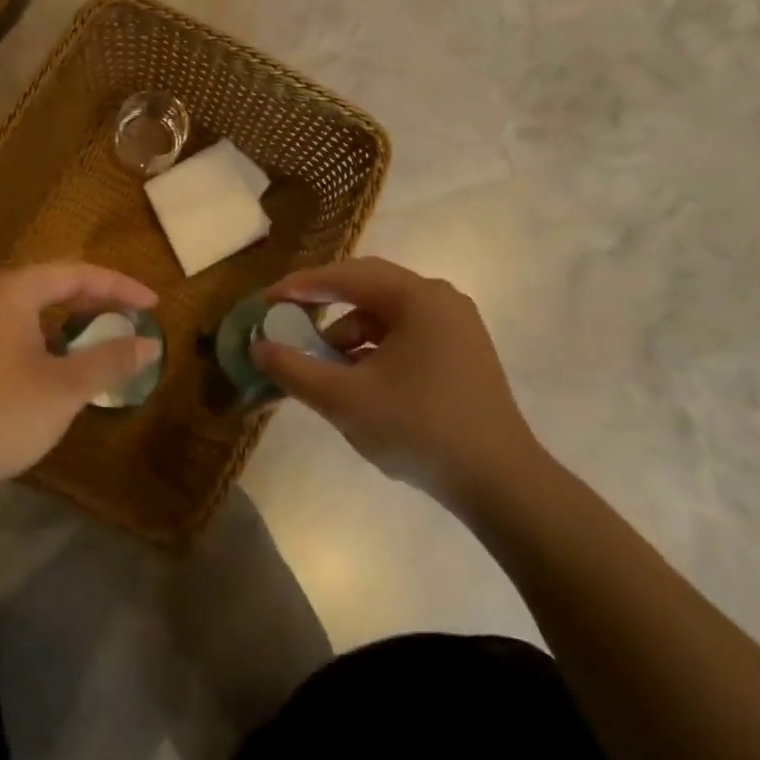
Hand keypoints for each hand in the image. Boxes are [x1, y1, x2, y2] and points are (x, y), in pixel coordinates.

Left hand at [0, 263, 161, 510]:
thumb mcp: (64, 388)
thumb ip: (110, 359)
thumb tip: (150, 343)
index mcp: (12, 290)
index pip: (78, 273)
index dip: (121, 287)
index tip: (154, 305)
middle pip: (53, 285)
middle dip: (97, 301)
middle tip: (133, 319)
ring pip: (31, 309)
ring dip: (70, 321)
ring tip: (101, 340)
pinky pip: (13, 329)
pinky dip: (44, 338)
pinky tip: (57, 366)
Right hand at [251, 257, 547, 509]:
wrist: (500, 482)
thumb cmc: (419, 430)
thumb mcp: (344, 400)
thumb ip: (295, 369)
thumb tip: (259, 348)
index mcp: (417, 298)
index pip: (345, 276)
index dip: (300, 286)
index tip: (266, 301)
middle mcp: (440, 299)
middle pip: (368, 286)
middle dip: (324, 302)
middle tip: (289, 318)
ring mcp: (456, 325)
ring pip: (387, 312)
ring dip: (349, 331)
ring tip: (324, 365)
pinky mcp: (462, 351)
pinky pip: (406, 333)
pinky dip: (374, 347)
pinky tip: (359, 378)